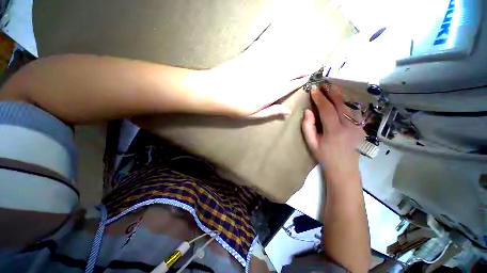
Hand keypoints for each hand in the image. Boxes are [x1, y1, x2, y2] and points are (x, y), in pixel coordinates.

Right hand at [301, 85, 364, 176]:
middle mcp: (349, 127)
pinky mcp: (361, 127)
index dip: (320, 98)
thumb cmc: (324, 156)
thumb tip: (308, 111)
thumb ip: (308, 126)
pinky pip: (352, 112)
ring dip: (339, 96)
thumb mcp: (311, 143)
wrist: (344, 168)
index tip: (313, 89)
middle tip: (324, 84)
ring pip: (348, 106)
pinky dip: (345, 104)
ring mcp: (358, 127)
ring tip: (331, 89)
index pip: (327, 109)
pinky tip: (339, 101)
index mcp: (334, 132)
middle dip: (332, 92)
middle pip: (340, 104)